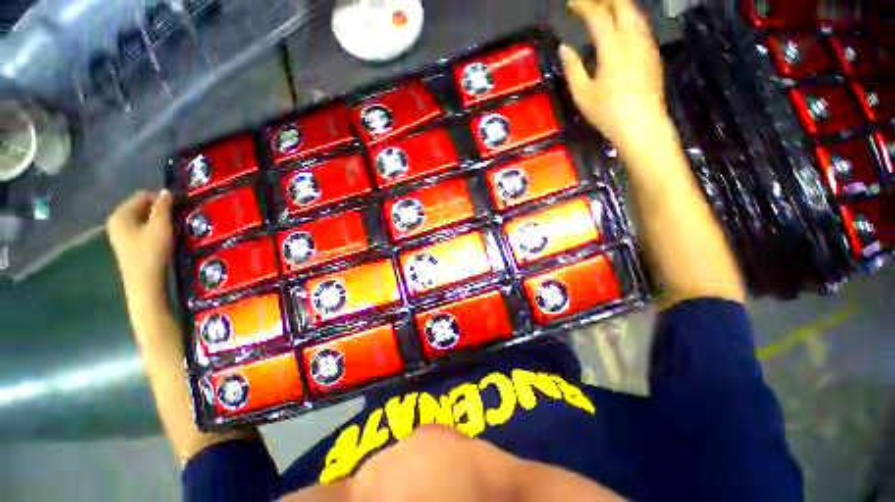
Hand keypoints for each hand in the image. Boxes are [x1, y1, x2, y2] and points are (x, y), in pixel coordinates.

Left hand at [107, 190, 174, 295]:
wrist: (144, 283)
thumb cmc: (151, 252)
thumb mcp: (161, 227)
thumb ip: (163, 207)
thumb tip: (166, 191)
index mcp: (121, 214)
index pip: (143, 195)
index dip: (161, 199)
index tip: (178, 208)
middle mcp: (115, 220)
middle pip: (140, 206)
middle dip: (158, 210)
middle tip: (176, 218)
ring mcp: (119, 234)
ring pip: (141, 219)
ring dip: (156, 220)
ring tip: (171, 228)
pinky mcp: (125, 244)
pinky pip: (139, 229)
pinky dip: (151, 229)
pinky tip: (162, 238)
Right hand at [559, 0, 666, 150]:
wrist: (642, 124)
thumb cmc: (608, 113)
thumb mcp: (583, 95)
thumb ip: (573, 68)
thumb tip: (564, 48)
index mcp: (612, 47)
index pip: (598, 15)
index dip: (583, 5)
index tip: (571, 3)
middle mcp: (632, 37)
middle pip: (622, 4)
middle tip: (588, 3)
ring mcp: (645, 43)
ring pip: (634, 12)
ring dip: (618, 5)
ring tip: (603, 9)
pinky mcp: (652, 52)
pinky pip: (640, 24)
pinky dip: (627, 17)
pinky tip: (620, 25)